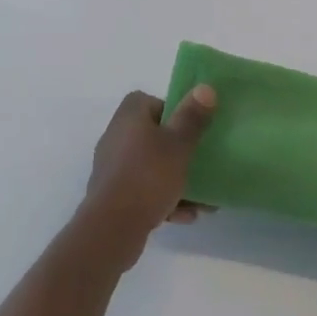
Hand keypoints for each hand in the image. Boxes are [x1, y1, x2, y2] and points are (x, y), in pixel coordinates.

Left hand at [80, 88, 216, 268]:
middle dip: (181, 152)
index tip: (193, 132)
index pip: (155, 102)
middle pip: (155, 136)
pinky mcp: (113, 193)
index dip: (176, 115)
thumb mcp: (178, 145)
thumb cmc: (148, 177)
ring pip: (152, 166)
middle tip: (201, 165)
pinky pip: (143, 189)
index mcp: (130, 114)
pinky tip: (186, 216)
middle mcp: (117, 133)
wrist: (111, 228)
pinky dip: (163, 198)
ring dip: (176, 180)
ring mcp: (113, 165)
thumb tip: (205, 87)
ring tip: (203, 200)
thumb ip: (192, 117)